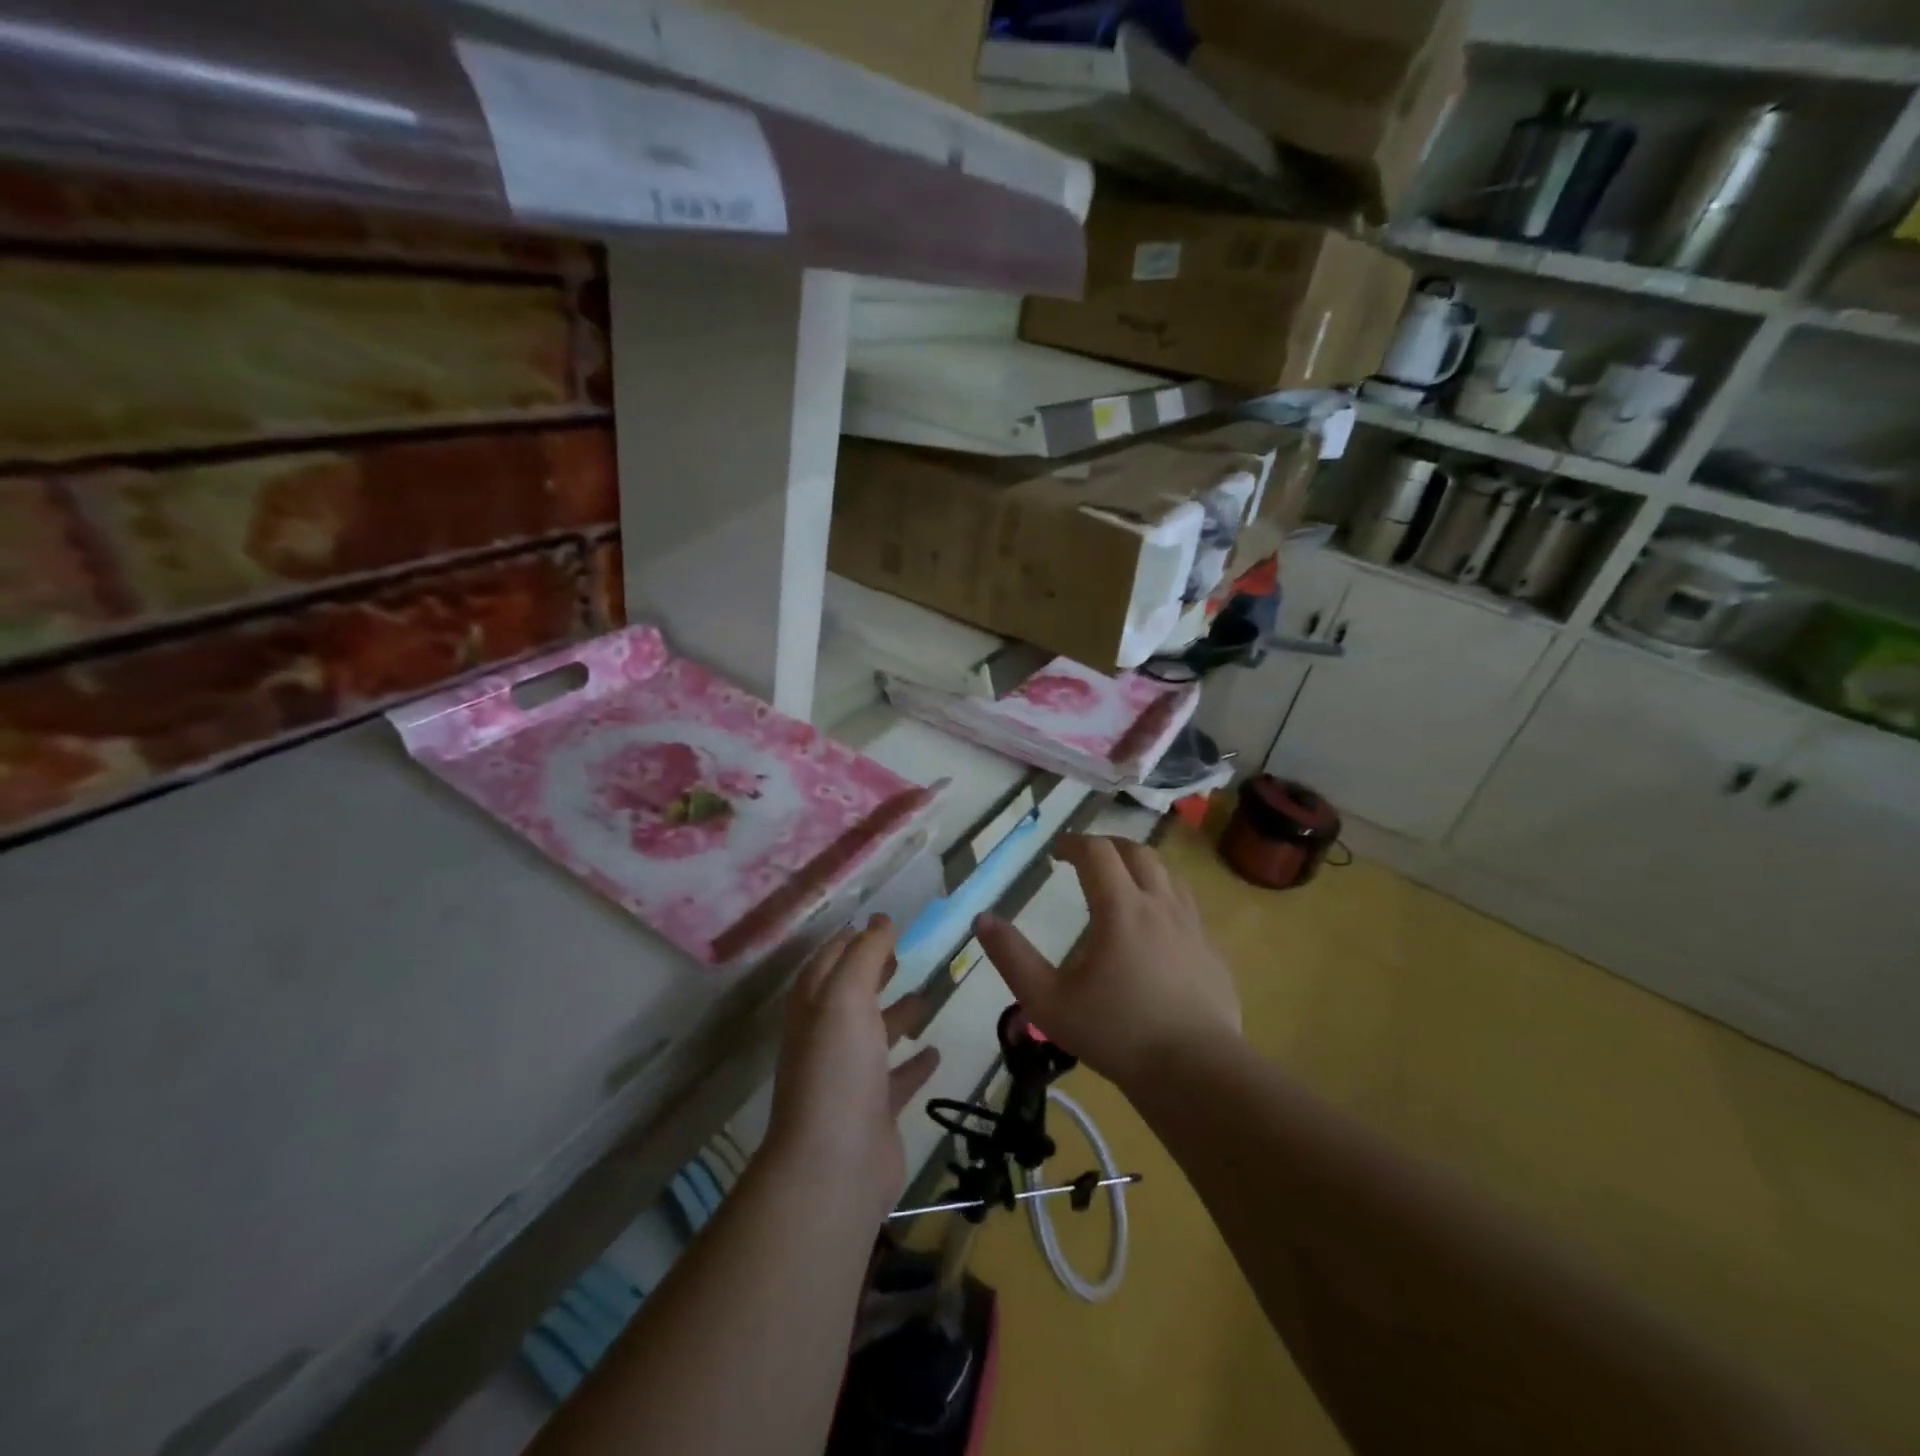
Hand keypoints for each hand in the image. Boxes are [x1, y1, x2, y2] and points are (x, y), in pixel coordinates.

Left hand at [762, 915, 940, 1225]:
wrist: (834, 1165)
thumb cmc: (837, 1068)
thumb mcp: (847, 996)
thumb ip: (865, 955)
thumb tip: (879, 919)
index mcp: (814, 1008)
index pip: (826, 963)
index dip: (847, 942)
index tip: (876, 923)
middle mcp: (827, 1040)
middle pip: (850, 996)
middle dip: (872, 973)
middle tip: (901, 954)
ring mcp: (849, 1078)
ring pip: (874, 1036)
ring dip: (897, 1015)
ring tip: (926, 996)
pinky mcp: (874, 1112)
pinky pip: (896, 1079)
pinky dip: (914, 1063)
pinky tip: (935, 1050)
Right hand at [975, 835, 1239, 1092]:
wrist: (1195, 1073)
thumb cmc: (1115, 1034)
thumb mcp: (1047, 1001)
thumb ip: (1012, 958)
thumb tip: (983, 919)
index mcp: (1120, 908)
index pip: (1097, 852)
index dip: (1074, 843)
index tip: (1056, 852)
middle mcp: (1160, 905)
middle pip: (1137, 852)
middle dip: (1108, 846)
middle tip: (1087, 859)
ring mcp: (1193, 927)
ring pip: (1168, 875)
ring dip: (1140, 867)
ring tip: (1122, 883)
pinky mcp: (1212, 951)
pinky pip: (1188, 907)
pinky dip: (1165, 898)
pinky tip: (1156, 928)